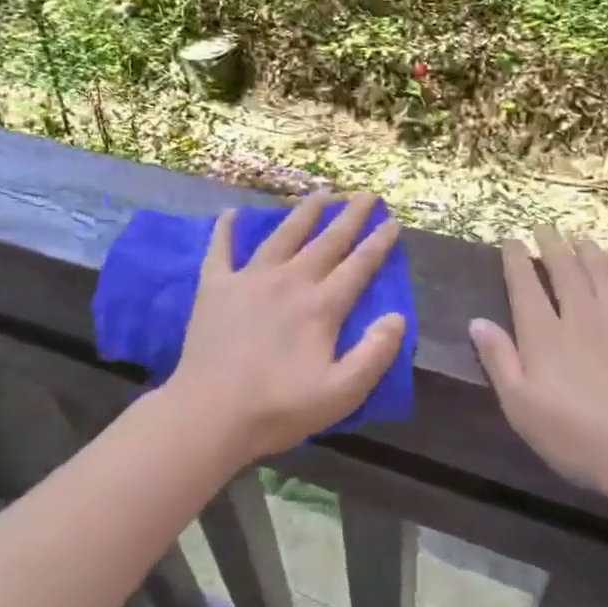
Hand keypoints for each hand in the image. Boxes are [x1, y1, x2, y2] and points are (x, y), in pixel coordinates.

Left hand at [168, 192, 406, 460]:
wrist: (210, 414)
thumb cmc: (278, 408)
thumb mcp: (341, 393)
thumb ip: (375, 354)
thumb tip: (397, 316)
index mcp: (320, 307)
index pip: (358, 266)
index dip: (378, 243)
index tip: (392, 222)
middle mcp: (289, 281)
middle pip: (326, 242)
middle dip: (350, 216)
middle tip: (366, 194)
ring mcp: (249, 279)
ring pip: (282, 235)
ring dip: (304, 212)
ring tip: (320, 193)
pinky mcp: (215, 287)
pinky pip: (220, 248)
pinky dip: (226, 229)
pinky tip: (232, 212)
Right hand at [468, 228, 607, 497]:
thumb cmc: (577, 439)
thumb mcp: (520, 406)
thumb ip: (498, 360)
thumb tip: (477, 321)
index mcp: (546, 337)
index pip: (526, 288)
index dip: (517, 261)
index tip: (511, 239)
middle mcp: (586, 321)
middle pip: (567, 275)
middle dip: (554, 248)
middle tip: (546, 227)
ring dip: (596, 257)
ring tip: (586, 239)